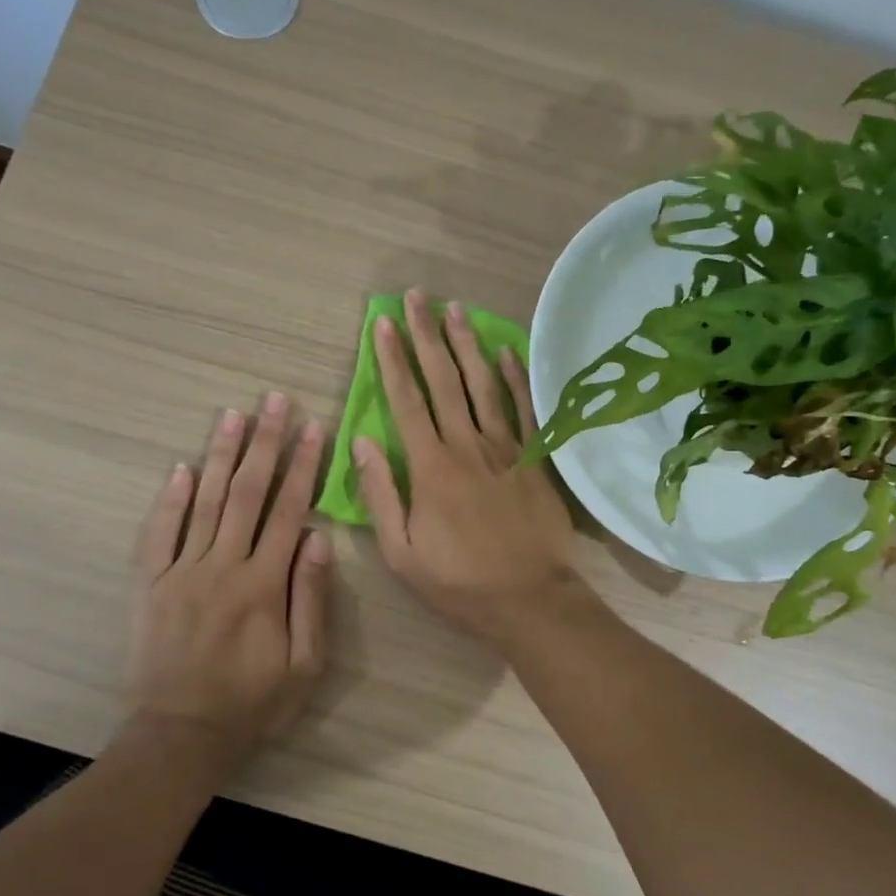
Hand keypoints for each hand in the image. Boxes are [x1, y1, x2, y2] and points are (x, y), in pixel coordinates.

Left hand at [127, 394, 332, 779]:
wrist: (180, 735)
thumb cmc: (253, 704)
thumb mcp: (305, 665)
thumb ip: (312, 599)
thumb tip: (318, 538)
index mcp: (264, 584)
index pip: (289, 511)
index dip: (303, 466)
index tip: (312, 428)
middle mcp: (222, 566)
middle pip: (247, 493)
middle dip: (265, 443)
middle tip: (274, 401)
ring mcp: (180, 572)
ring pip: (205, 502)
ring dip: (221, 455)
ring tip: (234, 414)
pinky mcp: (149, 585)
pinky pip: (158, 533)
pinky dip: (170, 499)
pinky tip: (182, 468)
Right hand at [356, 289, 578, 643]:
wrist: (529, 599)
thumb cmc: (458, 581)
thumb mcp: (401, 551)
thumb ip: (380, 494)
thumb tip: (362, 443)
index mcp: (430, 467)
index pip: (405, 400)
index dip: (392, 359)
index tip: (382, 323)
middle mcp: (466, 445)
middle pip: (444, 380)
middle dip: (426, 335)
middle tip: (416, 297)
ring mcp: (504, 448)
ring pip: (483, 384)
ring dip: (467, 344)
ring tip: (455, 309)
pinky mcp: (533, 459)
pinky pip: (524, 409)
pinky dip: (515, 377)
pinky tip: (506, 350)